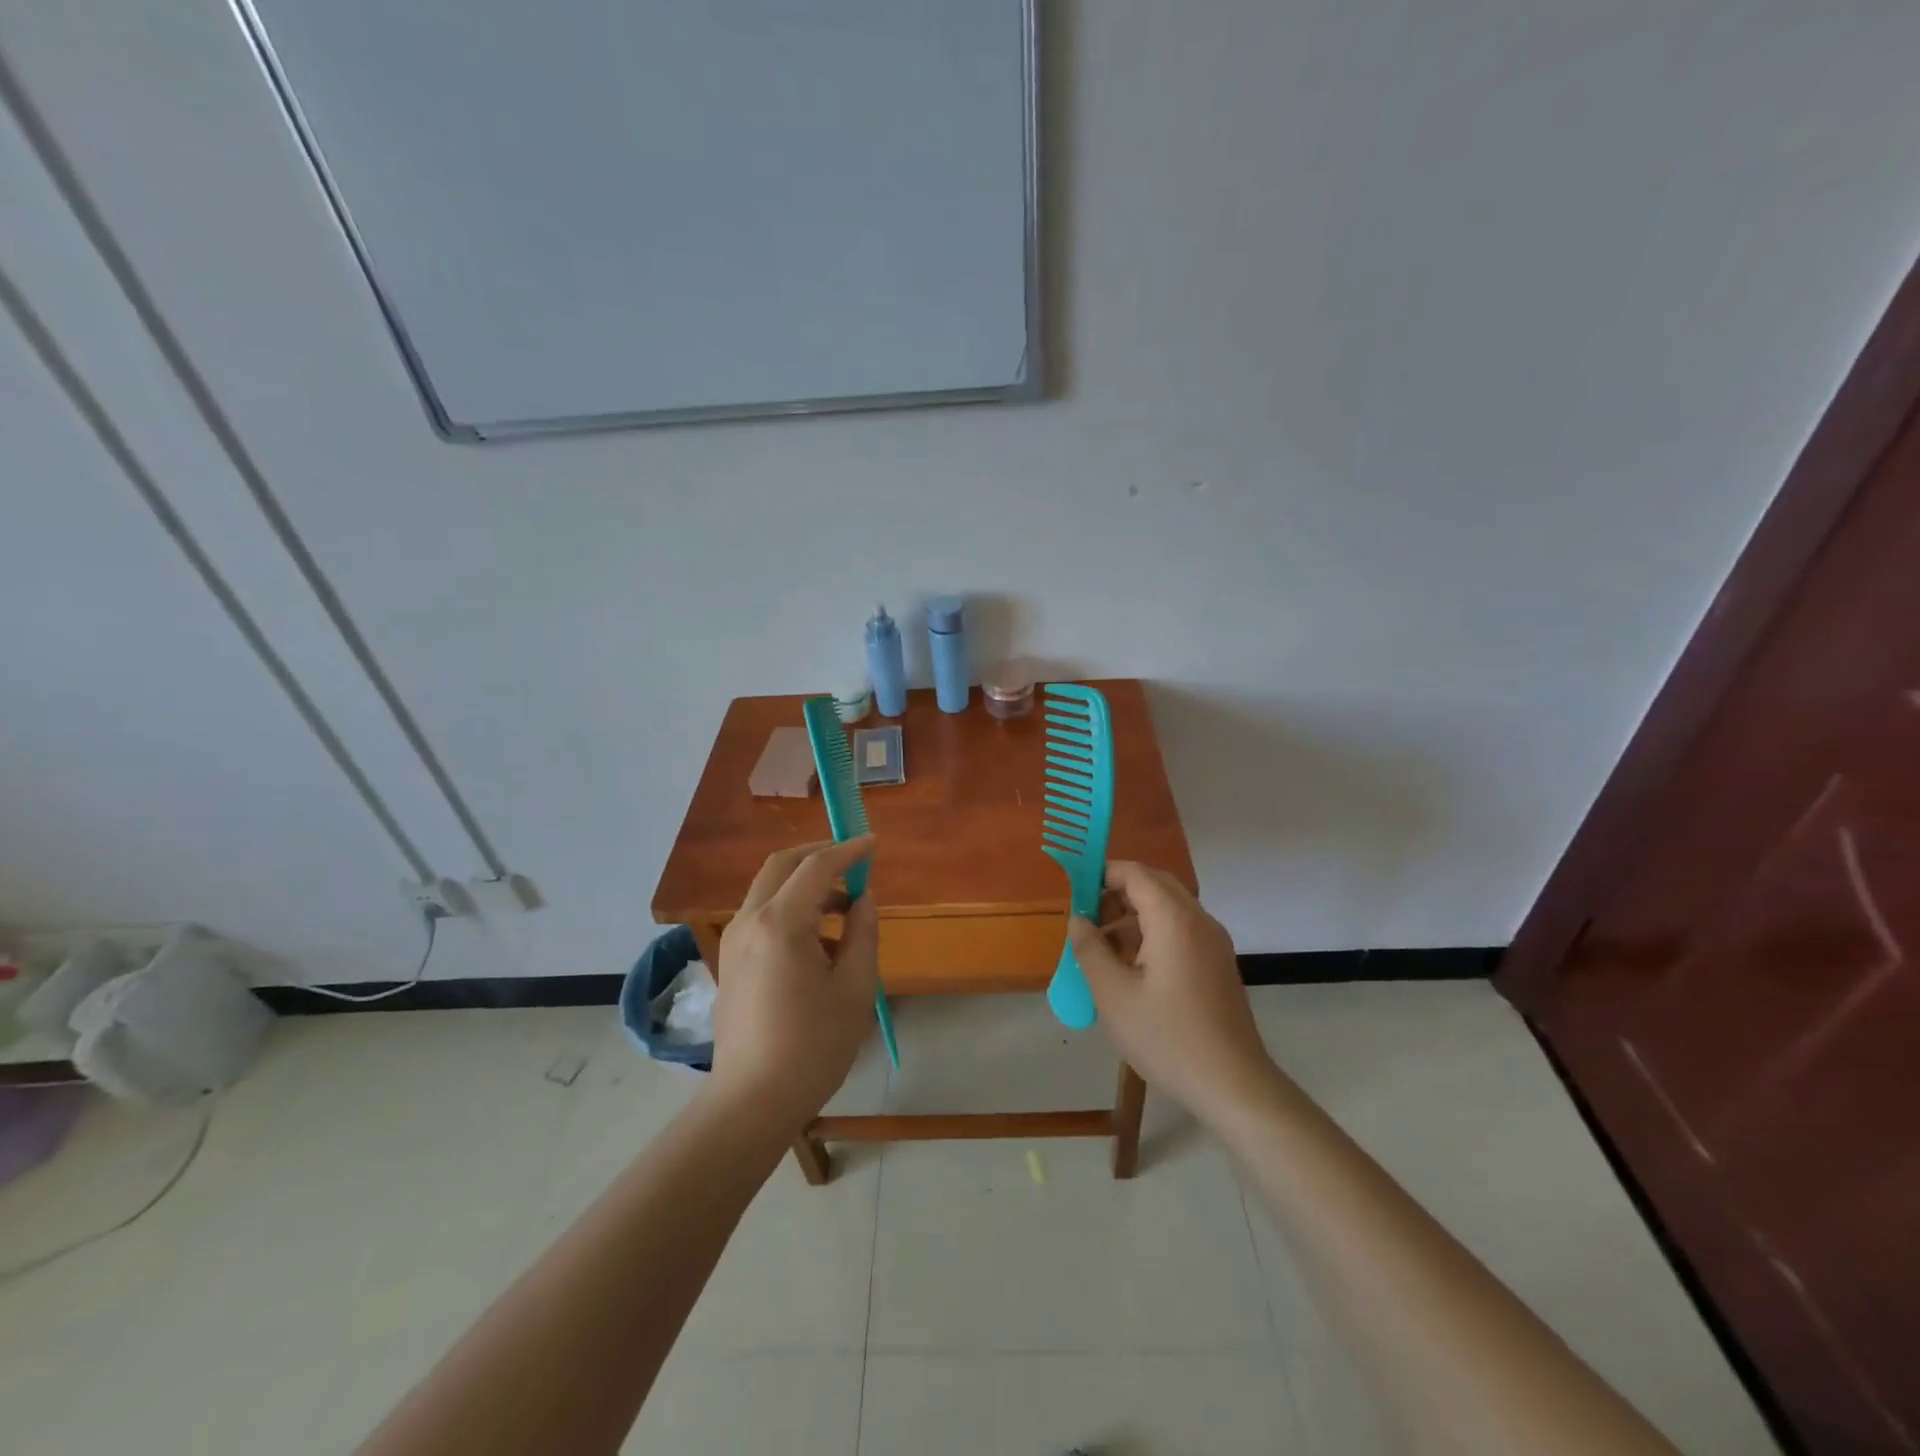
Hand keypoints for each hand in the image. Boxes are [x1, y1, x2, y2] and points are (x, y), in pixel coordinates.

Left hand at [712, 836, 879, 1130]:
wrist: (751, 1102)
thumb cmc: (812, 1046)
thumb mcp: (854, 988)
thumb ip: (863, 933)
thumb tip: (862, 900)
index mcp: (780, 923)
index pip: (817, 867)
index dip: (849, 851)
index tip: (874, 843)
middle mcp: (750, 921)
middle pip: (782, 865)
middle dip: (819, 855)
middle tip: (854, 861)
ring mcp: (734, 941)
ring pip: (768, 889)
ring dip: (805, 884)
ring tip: (844, 907)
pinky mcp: (730, 962)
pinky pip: (761, 915)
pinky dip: (790, 907)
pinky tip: (817, 939)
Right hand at [1070, 861, 1275, 1119]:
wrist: (1234, 1085)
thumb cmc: (1167, 1037)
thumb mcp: (1113, 994)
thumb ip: (1090, 949)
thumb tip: (1078, 920)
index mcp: (1174, 919)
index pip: (1135, 873)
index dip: (1102, 874)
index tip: (1074, 893)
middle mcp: (1198, 920)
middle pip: (1154, 885)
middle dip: (1117, 893)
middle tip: (1087, 918)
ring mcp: (1213, 942)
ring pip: (1168, 908)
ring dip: (1133, 915)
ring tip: (1101, 947)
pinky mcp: (1218, 964)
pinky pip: (1180, 930)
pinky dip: (1152, 933)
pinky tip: (1130, 968)